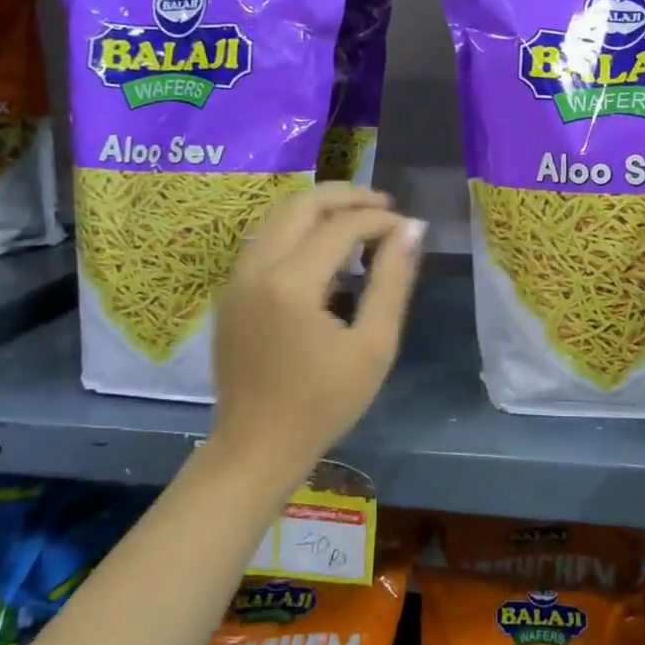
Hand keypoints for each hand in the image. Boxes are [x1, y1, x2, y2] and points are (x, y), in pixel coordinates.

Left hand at [212, 184, 425, 480]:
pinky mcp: (231, 292)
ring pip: (279, 216)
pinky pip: (267, 240)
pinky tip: (328, 254)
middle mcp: (256, 268)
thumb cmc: (323, 404)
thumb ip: (393, 281)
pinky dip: (299, 231)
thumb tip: (413, 228)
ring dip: (321, 210)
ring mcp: (236, 278)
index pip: (341, 226)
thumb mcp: (373, 346)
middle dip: (347, 197)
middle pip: (301, 204)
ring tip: (361, 225)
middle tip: (385, 207)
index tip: (410, 230)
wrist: (256, 447)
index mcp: (290, 283)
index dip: (381, 220)